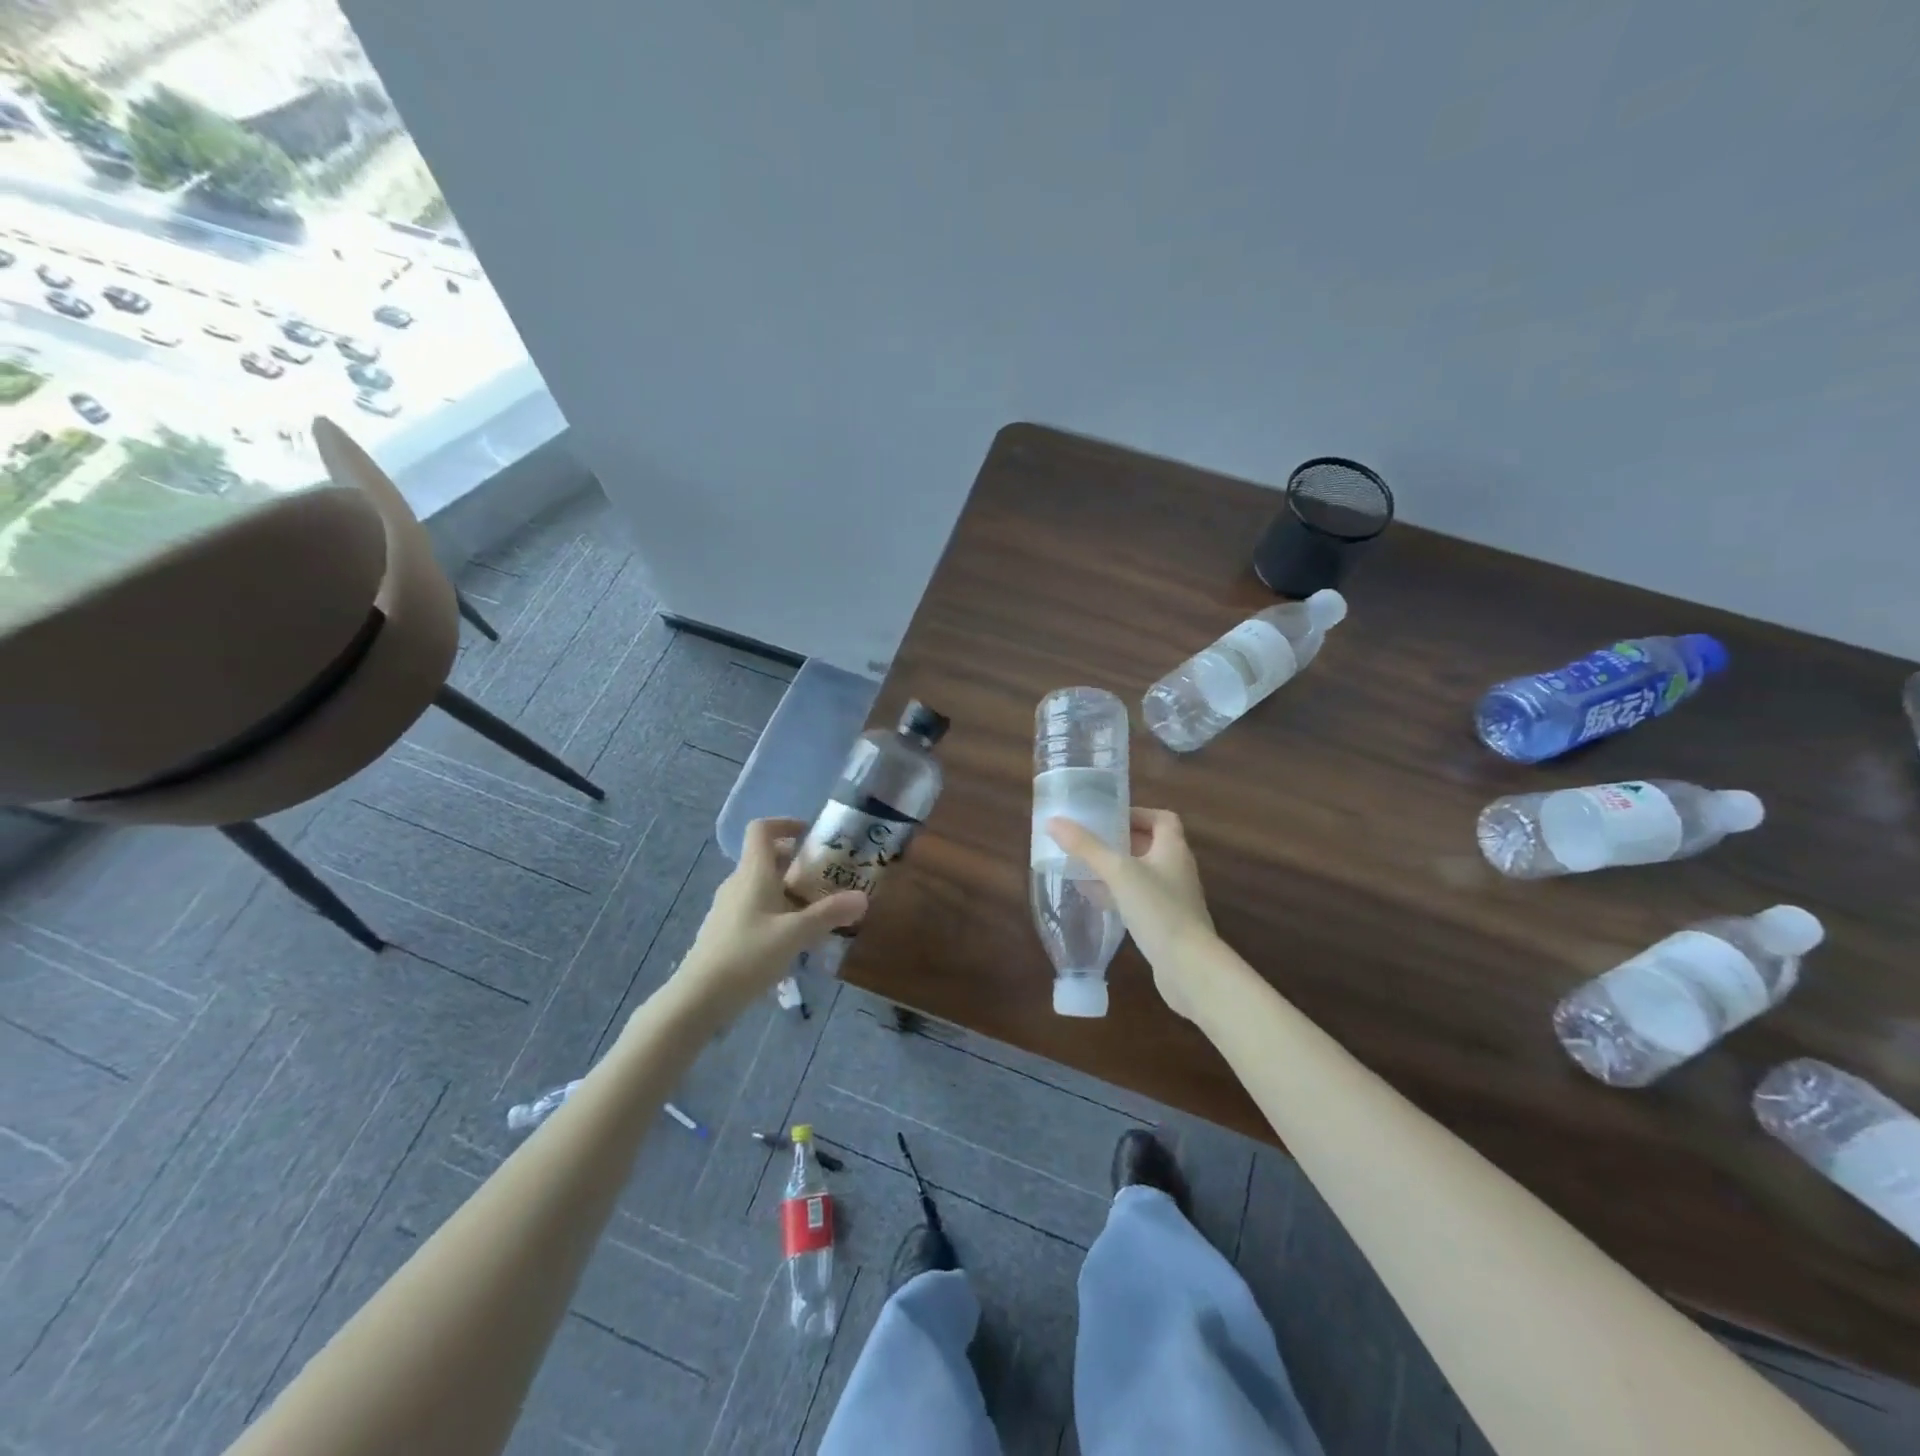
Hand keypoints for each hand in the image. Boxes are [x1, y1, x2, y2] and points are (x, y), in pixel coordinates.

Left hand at [667, 818, 866, 1024]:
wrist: (698, 998)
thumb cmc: (747, 955)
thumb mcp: (795, 934)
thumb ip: (829, 914)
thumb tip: (863, 898)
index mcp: (752, 873)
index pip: (761, 829)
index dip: (785, 823)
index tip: (811, 835)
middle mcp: (738, 883)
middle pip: (766, 858)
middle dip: (797, 862)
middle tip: (826, 876)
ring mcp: (728, 907)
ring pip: (762, 885)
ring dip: (789, 889)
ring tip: (817, 908)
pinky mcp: (725, 930)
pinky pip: (755, 907)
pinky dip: (777, 911)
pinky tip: (793, 938)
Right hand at [1047, 808, 1216, 1018]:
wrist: (1189, 967)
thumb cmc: (1158, 909)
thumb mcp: (1118, 872)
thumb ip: (1086, 847)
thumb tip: (1054, 822)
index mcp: (1173, 849)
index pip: (1162, 819)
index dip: (1137, 814)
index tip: (1109, 818)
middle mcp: (1177, 869)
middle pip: (1150, 845)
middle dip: (1120, 841)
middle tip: (1090, 842)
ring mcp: (1173, 898)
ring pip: (1142, 874)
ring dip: (1116, 869)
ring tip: (1085, 869)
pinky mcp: (1166, 922)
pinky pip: (1139, 899)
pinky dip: (1119, 895)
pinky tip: (1096, 900)